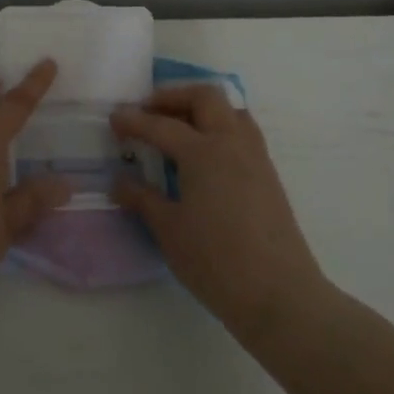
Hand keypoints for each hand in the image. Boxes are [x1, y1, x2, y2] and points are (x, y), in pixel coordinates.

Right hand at [110, 85, 326, 339]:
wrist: (279, 295)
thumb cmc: (216, 261)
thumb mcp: (169, 230)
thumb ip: (142, 198)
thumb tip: (119, 182)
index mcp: (204, 152)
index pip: (161, 125)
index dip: (133, 120)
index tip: (113, 119)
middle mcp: (232, 143)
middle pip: (204, 98)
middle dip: (172, 97)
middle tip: (147, 112)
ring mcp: (256, 157)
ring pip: (230, 110)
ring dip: (201, 109)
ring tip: (177, 127)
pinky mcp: (268, 175)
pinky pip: (243, 132)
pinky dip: (219, 127)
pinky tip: (204, 154)